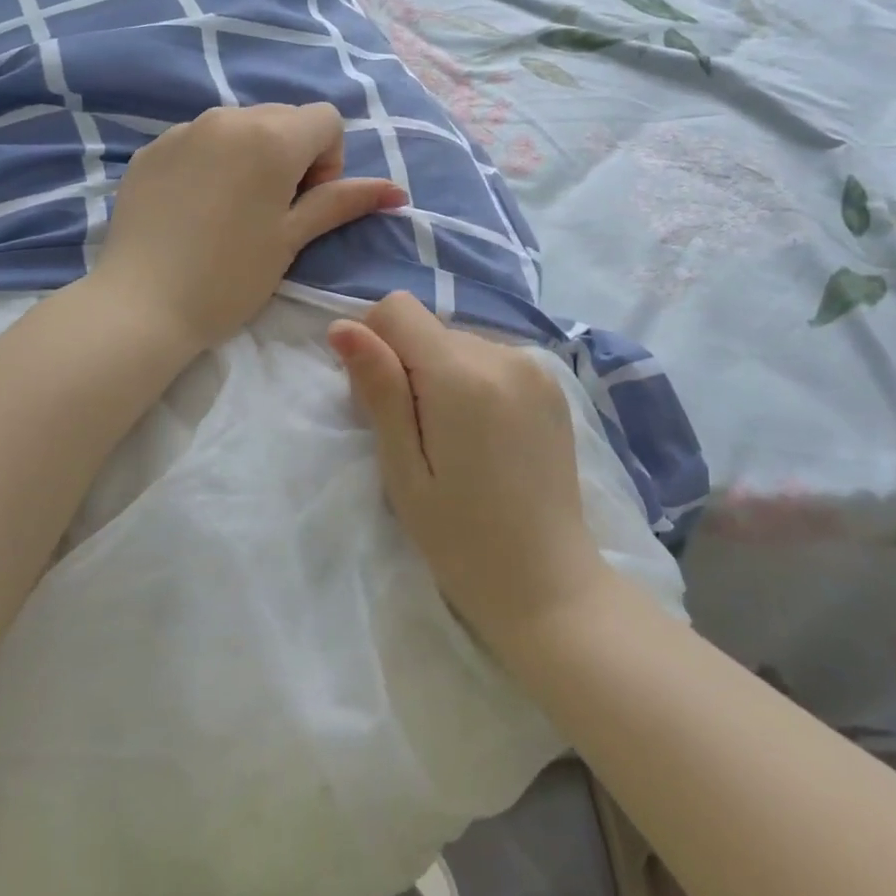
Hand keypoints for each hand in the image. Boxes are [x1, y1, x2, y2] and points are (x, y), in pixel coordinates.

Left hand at [95, 103, 405, 353]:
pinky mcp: (152, 149)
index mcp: (271, 136)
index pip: (326, 119)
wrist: (140, 305)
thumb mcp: (292, 238)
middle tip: (271, 212)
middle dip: (292, 156)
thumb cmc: (230, 276)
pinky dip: (211, 163)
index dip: (328, 161)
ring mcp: (184, 130)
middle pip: (283, 118)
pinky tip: (194, 211)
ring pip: (240, 127)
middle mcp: (228, 117)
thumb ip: (342, 202)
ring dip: (251, 157)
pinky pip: (199, 141)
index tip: (303, 204)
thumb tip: (396, 191)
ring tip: (230, 212)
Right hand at [328, 292, 611, 647]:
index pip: (397, 309)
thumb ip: (378, 389)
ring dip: (442, 376)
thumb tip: (343, 327)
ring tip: (455, 443)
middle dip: (408, 367)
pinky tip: (485, 437)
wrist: (550, 586)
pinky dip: (474, 382)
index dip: (374, 343)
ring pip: (458, 343)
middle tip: (415, 438)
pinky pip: (491, 358)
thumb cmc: (461, 539)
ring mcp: (534, 367)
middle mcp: (502, 354)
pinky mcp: (552, 384)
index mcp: (462, 374)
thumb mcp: (403, 469)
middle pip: (428, 329)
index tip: (379, 400)